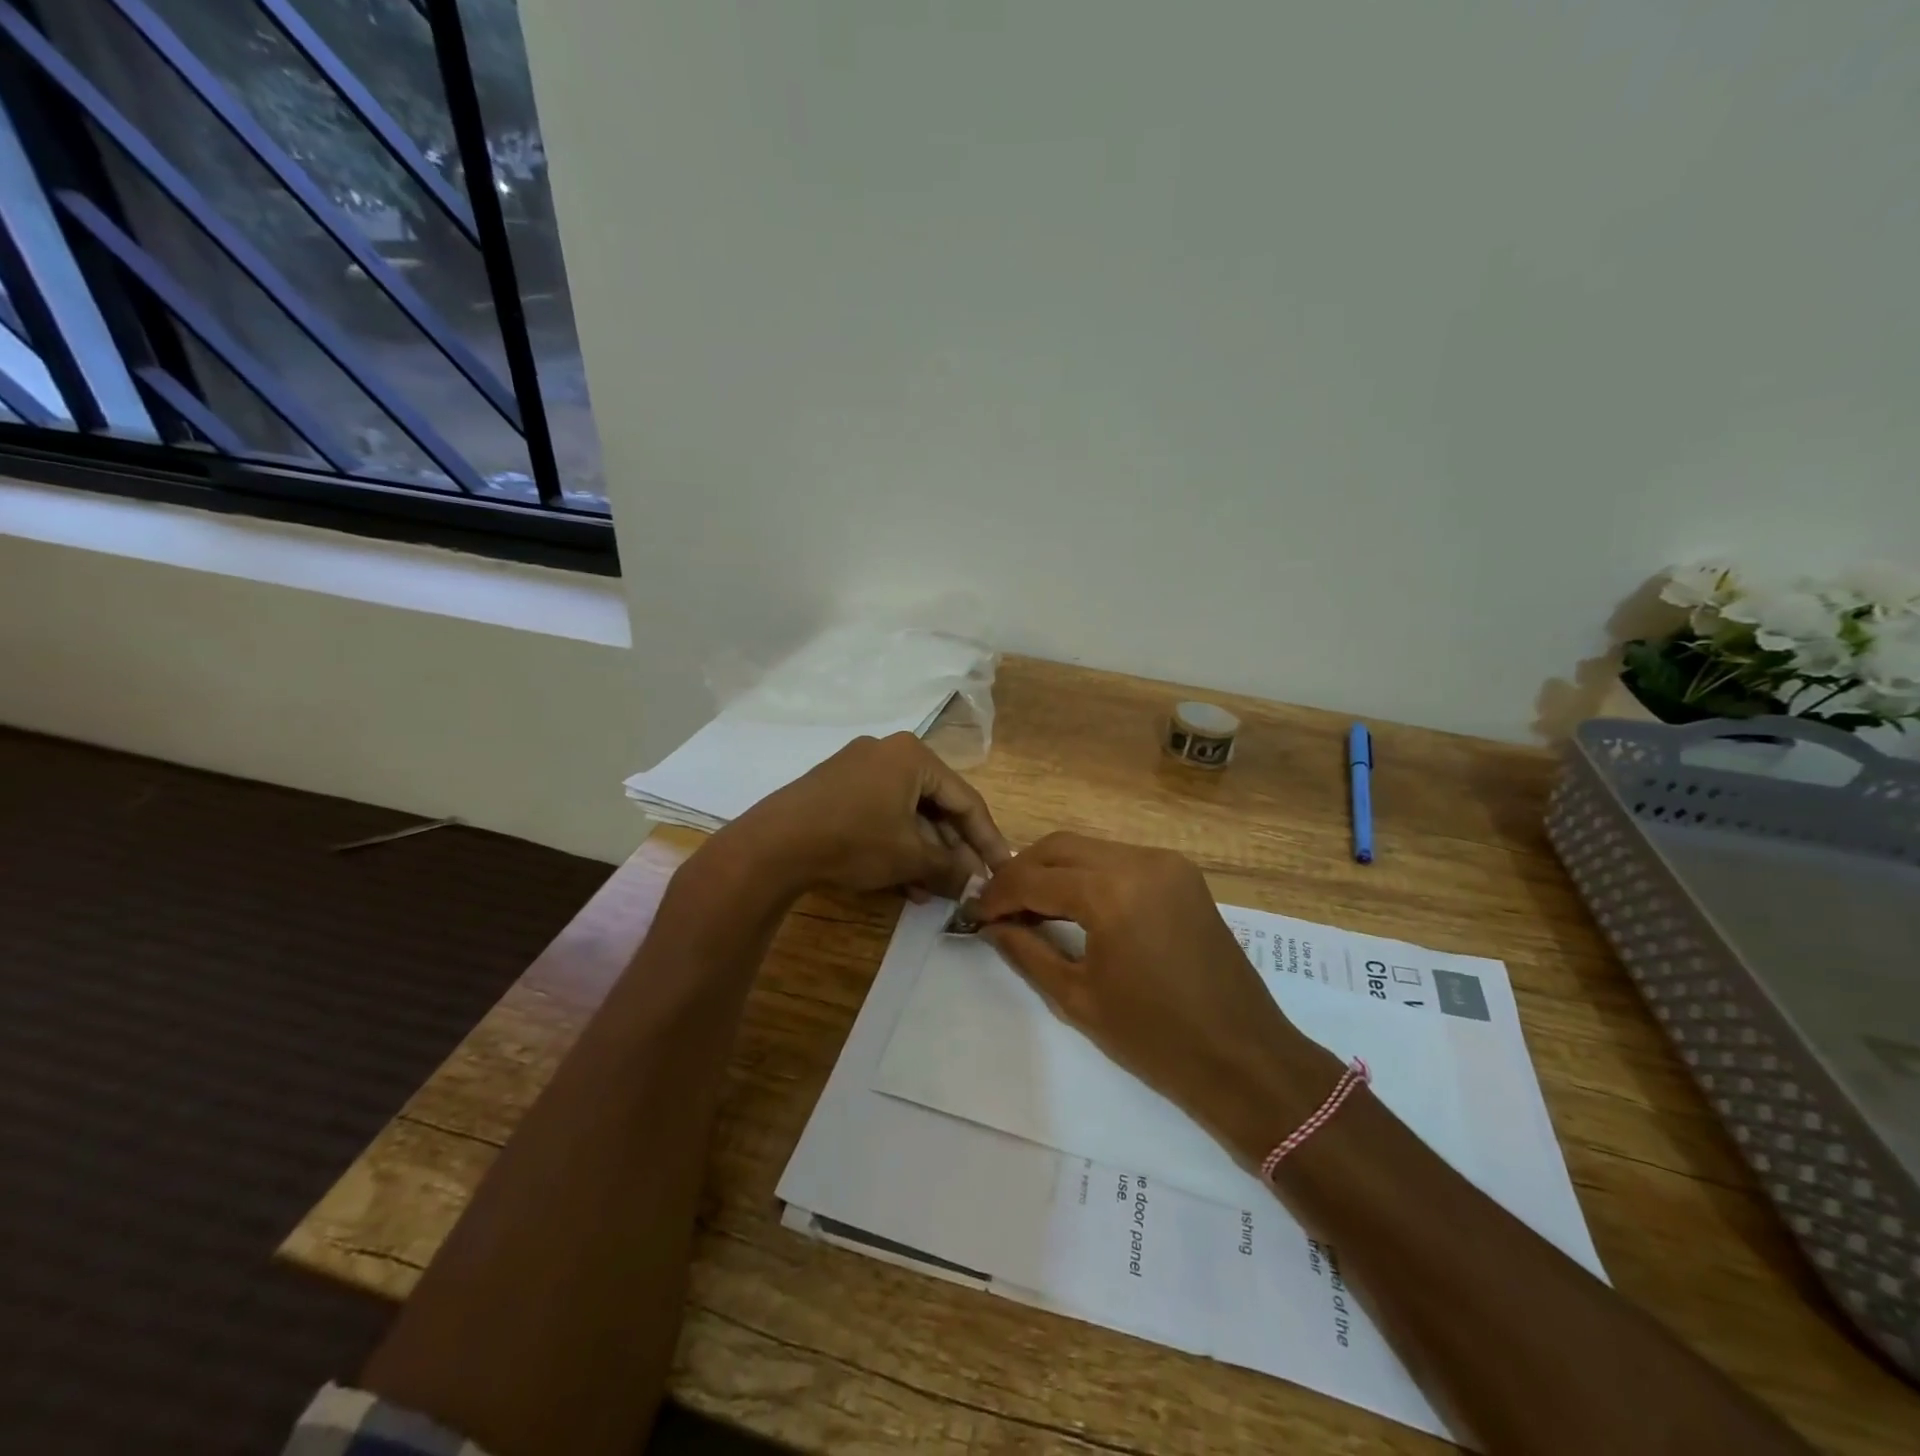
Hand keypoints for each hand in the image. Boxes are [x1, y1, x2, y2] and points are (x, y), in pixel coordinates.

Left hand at [725, 732, 1011, 899]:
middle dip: (952, 850)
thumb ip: (951, 867)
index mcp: (913, 756)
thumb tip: (978, 883)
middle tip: (968, 884)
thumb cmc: (854, 840)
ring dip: (925, 853)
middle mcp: (888, 753)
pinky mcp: (837, 788)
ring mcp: (859, 769)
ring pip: (907, 814)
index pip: (966, 800)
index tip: (1003, 869)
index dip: (987, 839)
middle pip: (936, 805)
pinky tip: (905, 882)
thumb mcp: (909, 857)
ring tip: (936, 891)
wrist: (773, 845)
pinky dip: (896, 845)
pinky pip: (881, 814)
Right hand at [974, 832, 1341, 1164]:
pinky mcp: (1182, 874)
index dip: (999, 895)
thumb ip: (1027, 951)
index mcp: (1111, 891)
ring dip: (1054, 870)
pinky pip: (1120, 859)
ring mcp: (1166, 863)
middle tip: (999, 906)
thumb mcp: (1077, 997)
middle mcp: (1140, 860)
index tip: (975, 913)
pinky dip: (1089, 874)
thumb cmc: (1154, 1038)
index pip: (1035, 878)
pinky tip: (1074, 904)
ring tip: (1031, 907)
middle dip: (1022, 872)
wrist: (1243, 1057)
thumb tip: (991, 925)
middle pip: (1060, 847)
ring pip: (1090, 848)